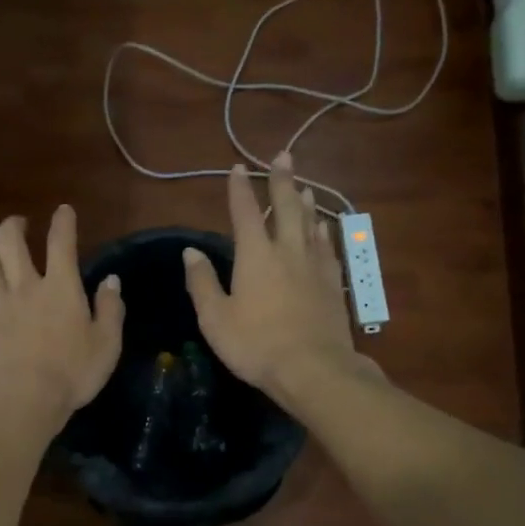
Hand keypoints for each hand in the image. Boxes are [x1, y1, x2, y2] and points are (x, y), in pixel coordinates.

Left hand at [0, 206, 123, 435]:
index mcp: (61, 289)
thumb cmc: (72, 374)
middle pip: (14, 247)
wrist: (22, 401)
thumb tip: (111, 280)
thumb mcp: (106, 344)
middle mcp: (26, 289)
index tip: (63, 210)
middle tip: (14, 220)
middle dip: (13, 227)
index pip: (62, 245)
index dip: (63, 224)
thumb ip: (109, 309)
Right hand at [182, 155, 365, 406]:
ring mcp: (315, 267)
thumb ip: (203, 283)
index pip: (245, 213)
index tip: (237, 167)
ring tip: (304, 187)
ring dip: (305, 202)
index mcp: (255, 256)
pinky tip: (325, 228)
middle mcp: (287, 251)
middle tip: (283, 156)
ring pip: (311, 224)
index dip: (239, 189)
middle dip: (282, 181)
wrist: (313, 369)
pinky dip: (324, 232)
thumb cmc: (256, 345)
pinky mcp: (333, 285)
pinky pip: (328, 248)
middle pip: (286, 208)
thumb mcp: (216, 318)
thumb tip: (191, 252)